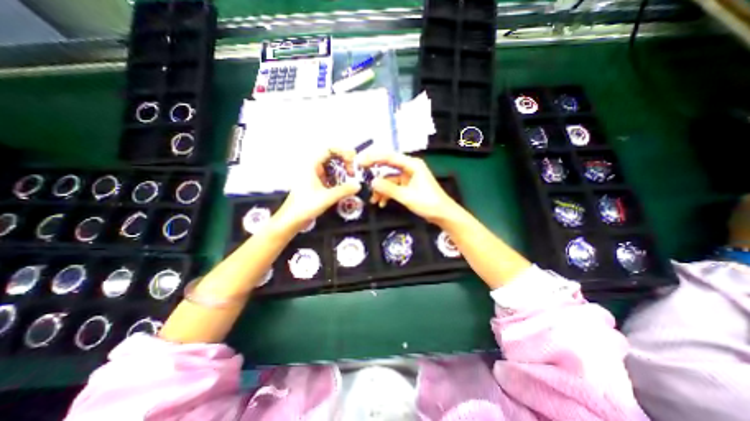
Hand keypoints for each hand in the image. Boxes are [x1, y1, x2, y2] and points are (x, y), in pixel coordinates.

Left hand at [274, 148, 361, 233]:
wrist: (292, 219)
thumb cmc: (306, 206)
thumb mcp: (327, 197)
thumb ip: (344, 190)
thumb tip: (358, 185)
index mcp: (311, 165)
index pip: (329, 150)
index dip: (343, 152)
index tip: (353, 161)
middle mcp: (312, 167)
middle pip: (332, 157)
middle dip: (344, 162)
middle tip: (353, 172)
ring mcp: (314, 175)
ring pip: (331, 167)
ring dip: (342, 170)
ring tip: (351, 178)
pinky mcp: (316, 183)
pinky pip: (330, 176)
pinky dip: (338, 178)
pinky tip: (344, 186)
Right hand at [356, 152, 457, 223]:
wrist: (443, 214)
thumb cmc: (428, 203)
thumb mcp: (407, 196)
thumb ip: (388, 189)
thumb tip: (372, 182)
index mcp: (412, 164)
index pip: (389, 157)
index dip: (373, 158)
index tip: (360, 162)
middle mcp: (409, 167)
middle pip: (388, 165)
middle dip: (374, 170)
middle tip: (360, 172)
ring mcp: (408, 177)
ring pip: (389, 179)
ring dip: (381, 188)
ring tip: (373, 200)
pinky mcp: (408, 185)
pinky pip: (393, 187)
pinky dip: (387, 194)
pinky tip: (382, 203)